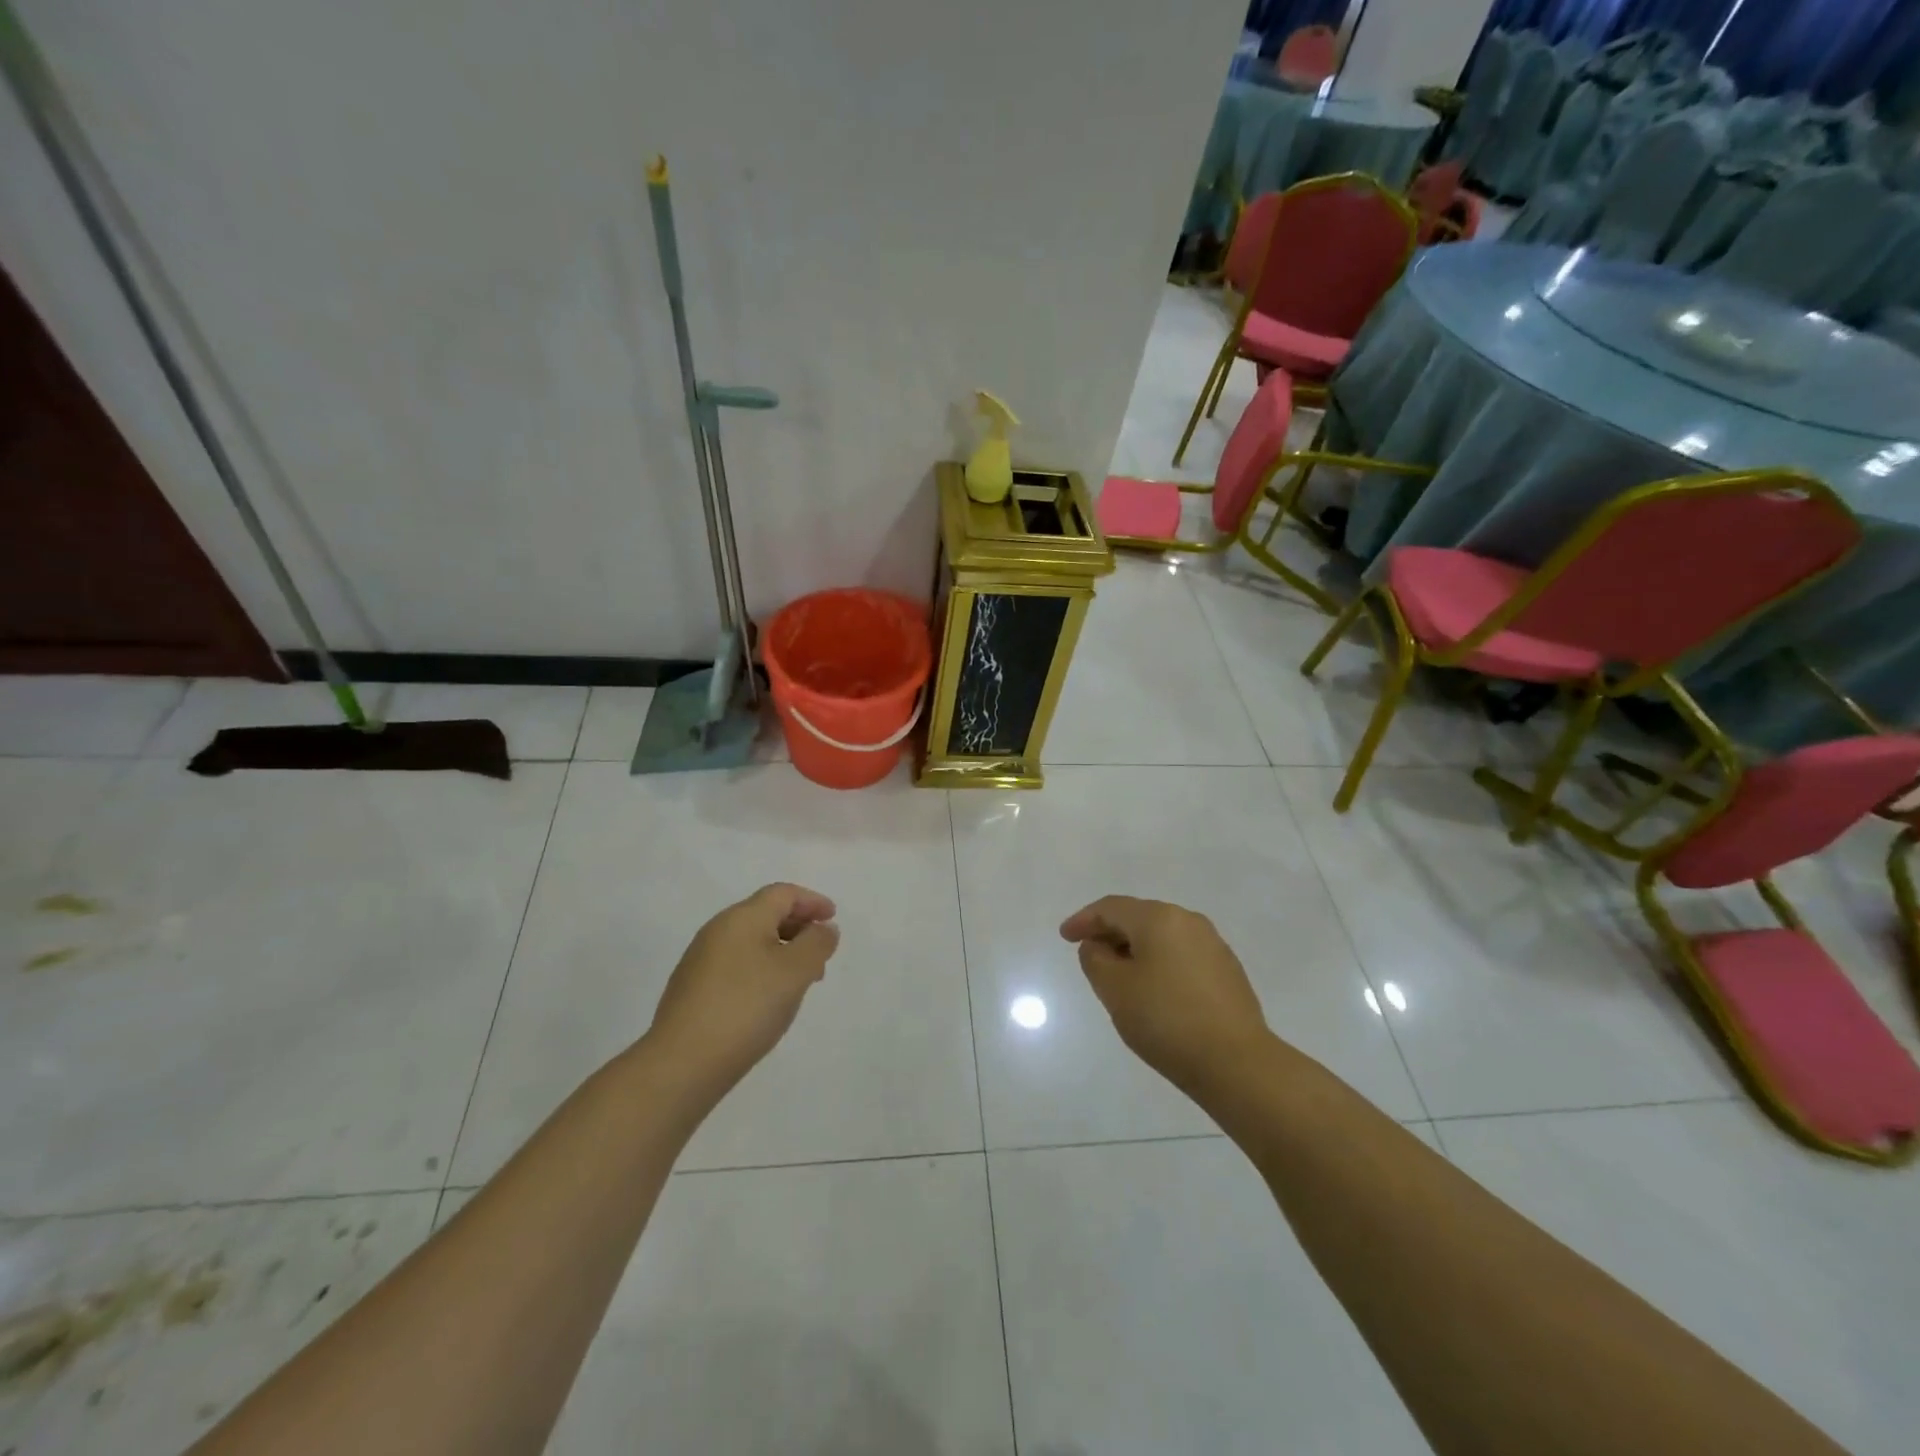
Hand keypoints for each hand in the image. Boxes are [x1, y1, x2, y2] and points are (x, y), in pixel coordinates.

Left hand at [645, 883, 839, 1095]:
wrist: (682, 1063)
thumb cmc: (747, 1007)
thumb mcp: (796, 971)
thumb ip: (817, 943)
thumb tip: (823, 928)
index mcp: (742, 917)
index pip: (783, 894)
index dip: (812, 901)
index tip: (832, 918)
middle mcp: (717, 930)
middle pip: (765, 914)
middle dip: (798, 927)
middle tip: (821, 953)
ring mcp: (700, 960)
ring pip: (751, 942)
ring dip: (781, 951)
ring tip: (800, 981)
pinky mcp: (692, 989)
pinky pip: (736, 965)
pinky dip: (760, 970)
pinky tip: (768, 1000)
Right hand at [1060, 896, 1272, 1096]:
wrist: (1236, 1063)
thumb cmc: (1165, 1020)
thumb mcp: (1114, 990)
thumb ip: (1095, 960)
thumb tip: (1099, 946)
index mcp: (1159, 918)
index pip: (1111, 908)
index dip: (1084, 919)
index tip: (1065, 936)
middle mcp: (1189, 921)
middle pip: (1139, 917)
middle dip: (1111, 933)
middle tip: (1089, 954)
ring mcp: (1213, 945)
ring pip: (1162, 937)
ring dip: (1136, 949)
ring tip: (1119, 975)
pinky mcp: (1228, 971)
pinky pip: (1182, 955)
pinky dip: (1160, 963)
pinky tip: (1154, 990)